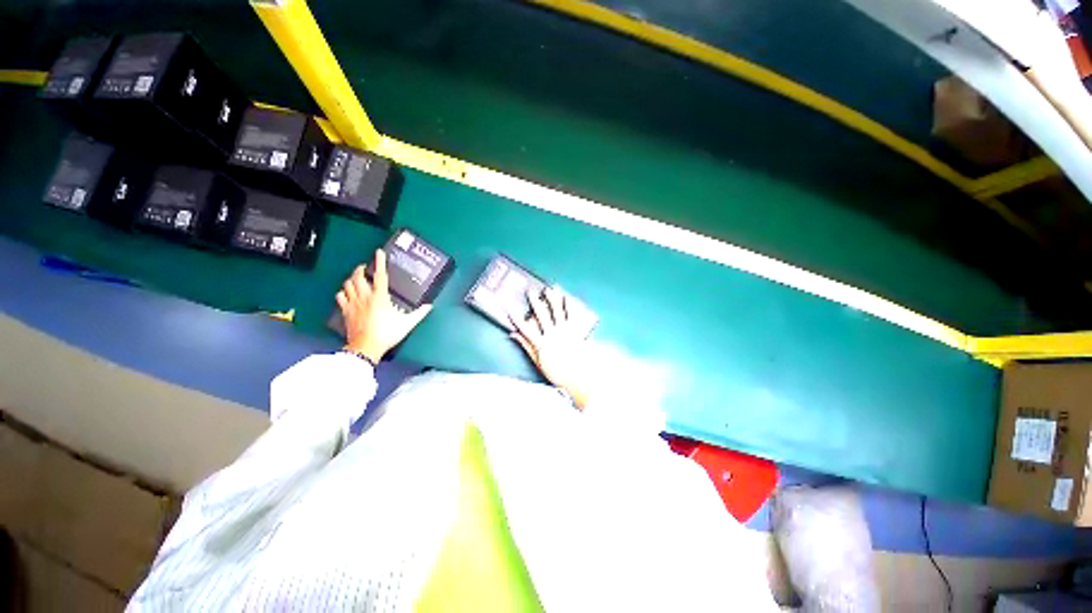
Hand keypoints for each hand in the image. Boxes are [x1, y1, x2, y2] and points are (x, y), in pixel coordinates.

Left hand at [336, 249, 431, 362]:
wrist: (366, 347)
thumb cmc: (387, 333)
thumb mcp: (407, 324)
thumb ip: (419, 314)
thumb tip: (429, 306)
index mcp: (380, 297)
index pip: (380, 276)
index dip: (380, 263)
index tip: (379, 252)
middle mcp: (365, 297)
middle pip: (358, 277)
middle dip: (361, 269)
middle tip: (365, 267)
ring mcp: (353, 303)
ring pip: (347, 284)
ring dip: (351, 279)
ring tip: (356, 278)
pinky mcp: (345, 311)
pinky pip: (340, 296)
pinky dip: (343, 292)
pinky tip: (346, 293)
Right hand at [510, 286, 593, 409]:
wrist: (579, 377)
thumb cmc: (557, 372)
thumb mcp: (538, 362)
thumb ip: (526, 346)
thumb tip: (513, 336)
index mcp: (542, 343)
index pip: (526, 328)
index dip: (517, 319)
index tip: (509, 309)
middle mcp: (553, 334)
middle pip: (541, 315)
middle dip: (535, 302)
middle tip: (529, 291)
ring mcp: (565, 331)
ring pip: (557, 311)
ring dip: (552, 299)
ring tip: (549, 289)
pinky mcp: (576, 331)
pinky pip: (573, 315)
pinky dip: (570, 305)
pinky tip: (567, 297)